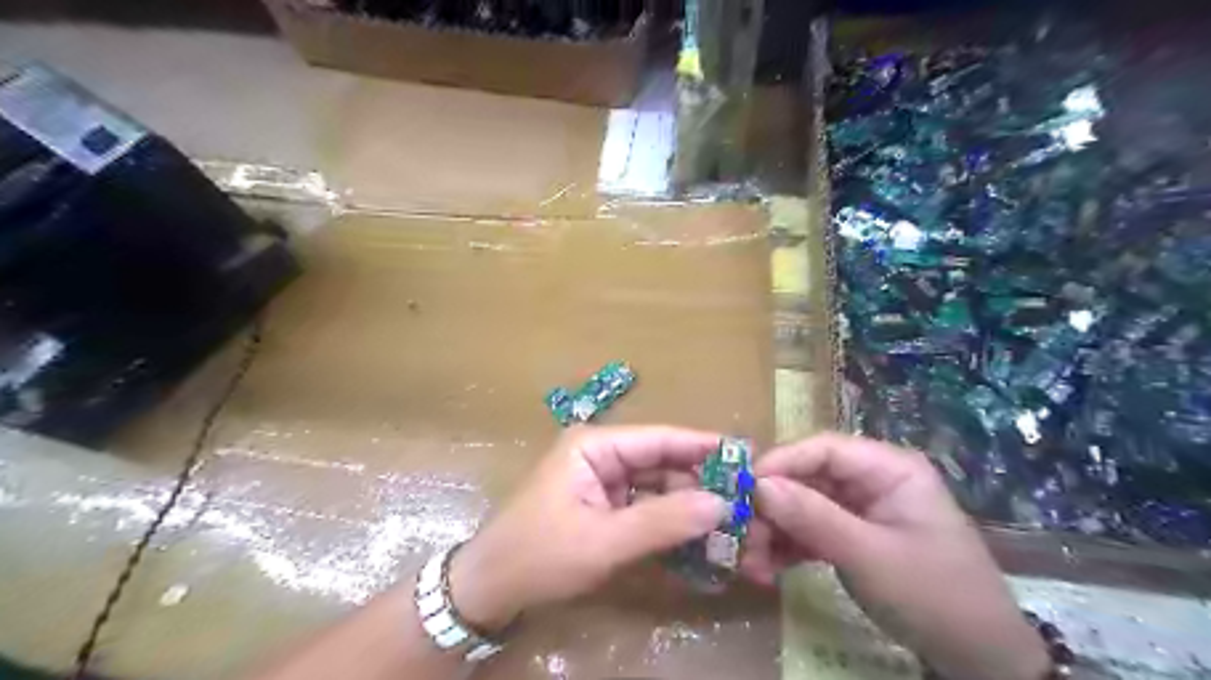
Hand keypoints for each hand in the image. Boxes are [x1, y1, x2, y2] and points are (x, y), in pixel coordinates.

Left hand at [447, 425, 722, 630]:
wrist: (490, 589)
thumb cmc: (539, 555)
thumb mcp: (604, 540)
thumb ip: (664, 521)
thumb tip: (722, 503)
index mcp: (595, 445)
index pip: (660, 438)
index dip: (704, 445)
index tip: (747, 455)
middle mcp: (601, 454)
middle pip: (662, 462)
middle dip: (701, 481)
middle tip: (747, 498)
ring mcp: (602, 481)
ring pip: (658, 486)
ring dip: (690, 504)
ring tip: (733, 520)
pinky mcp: (603, 507)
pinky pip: (646, 508)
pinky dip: (671, 521)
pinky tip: (700, 535)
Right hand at [744, 434, 1045, 679]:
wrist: (980, 659)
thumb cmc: (934, 595)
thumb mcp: (870, 556)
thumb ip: (813, 517)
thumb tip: (758, 486)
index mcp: (888, 468)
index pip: (823, 448)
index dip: (780, 462)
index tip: (742, 487)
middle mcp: (870, 480)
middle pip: (806, 477)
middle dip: (771, 506)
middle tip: (740, 534)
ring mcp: (859, 509)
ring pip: (801, 505)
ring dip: (772, 530)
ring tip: (749, 561)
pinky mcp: (851, 536)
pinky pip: (809, 531)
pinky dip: (786, 547)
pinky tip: (766, 568)